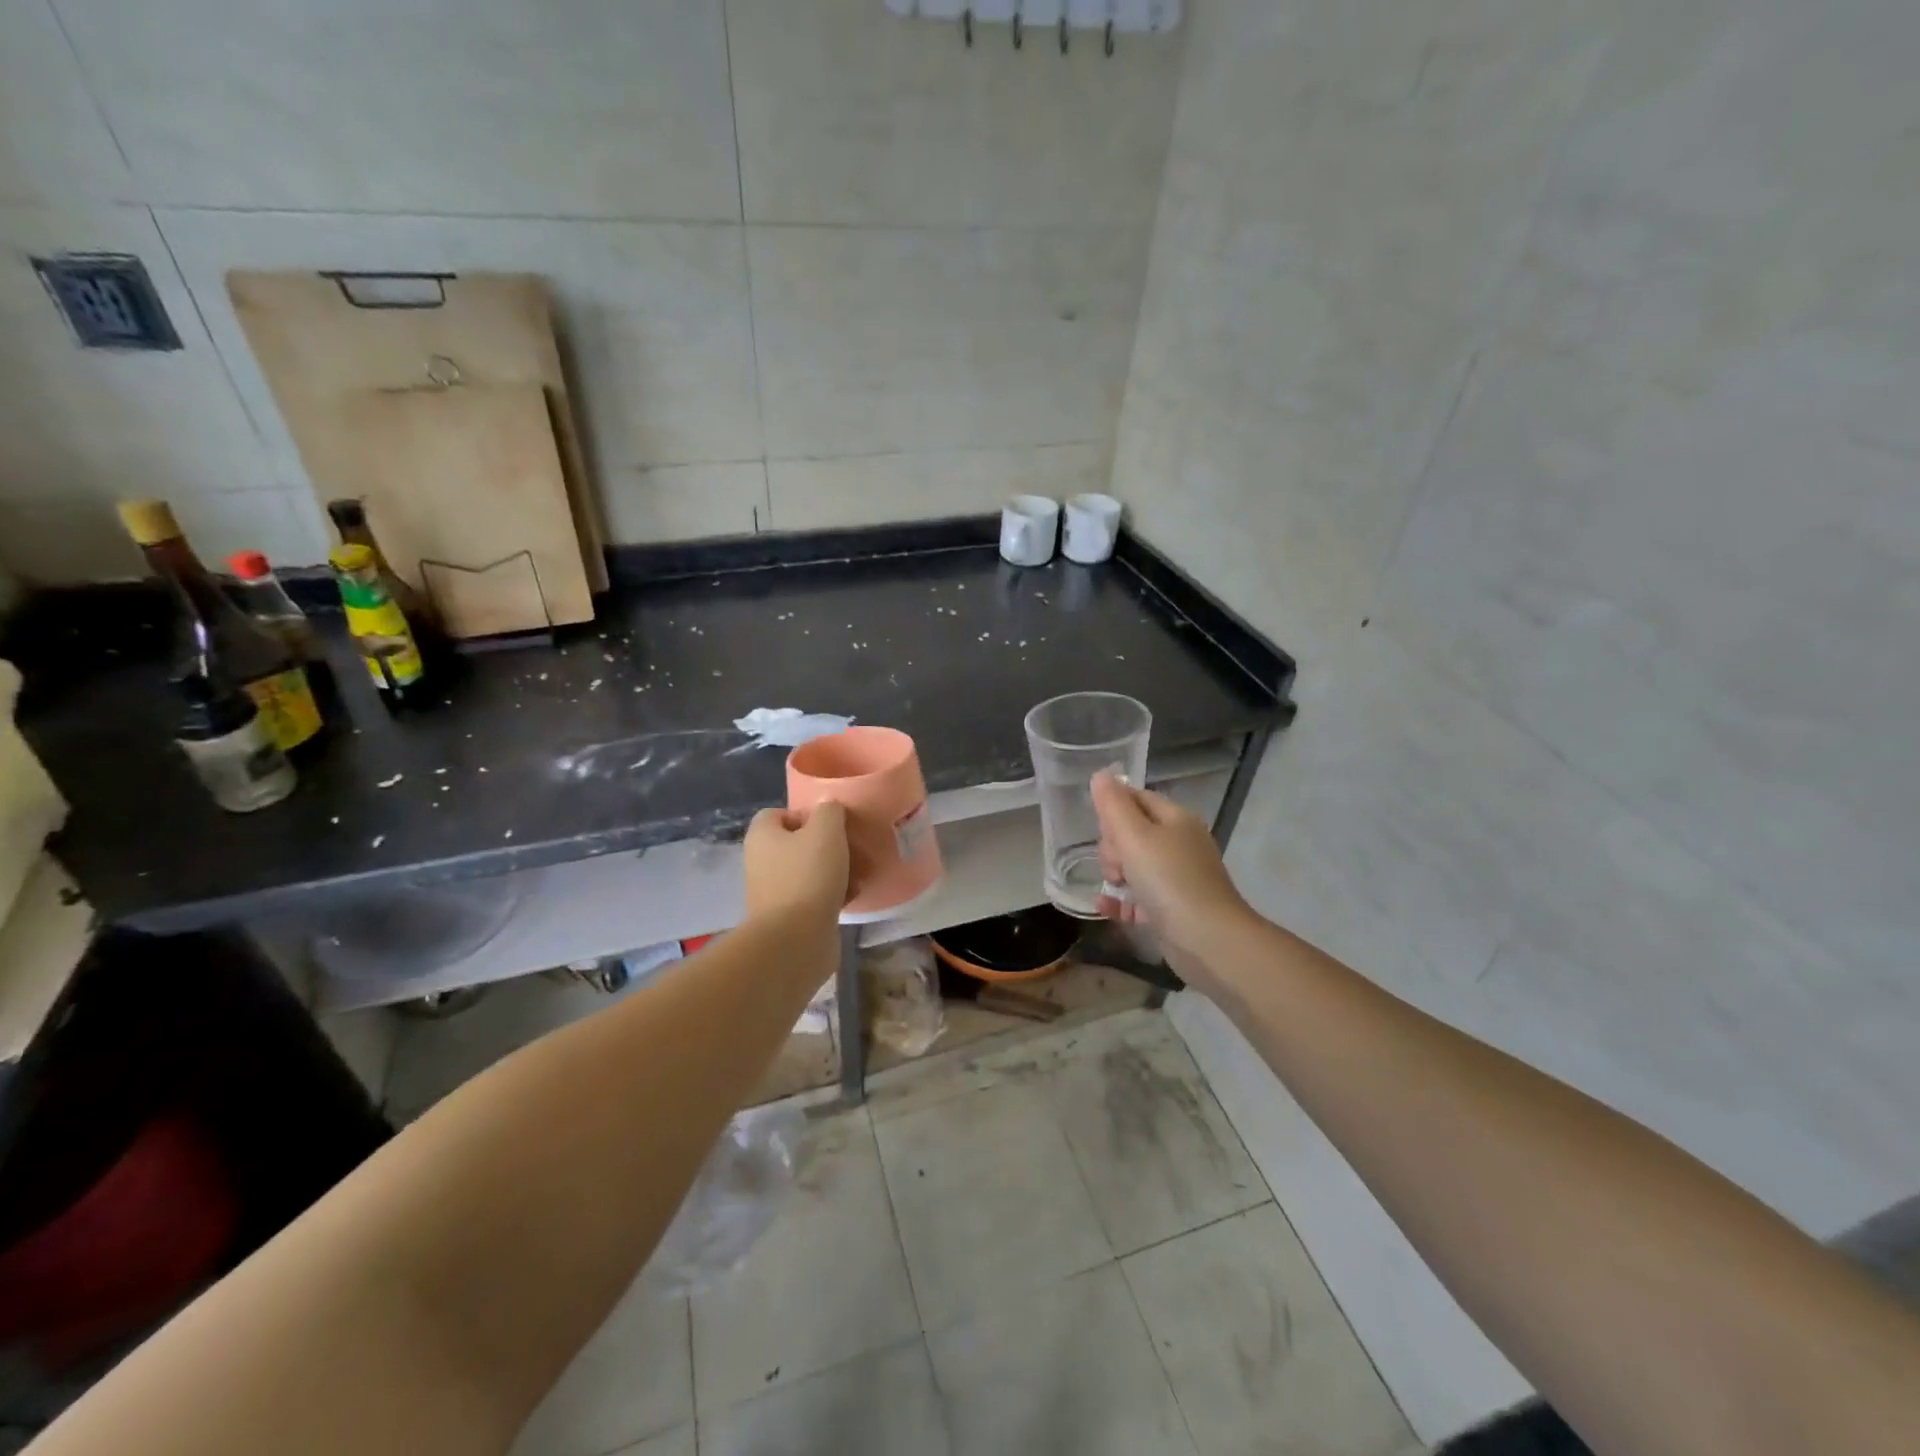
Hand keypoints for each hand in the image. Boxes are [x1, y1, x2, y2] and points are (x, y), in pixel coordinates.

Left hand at [744, 801, 849, 926]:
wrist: (795, 939)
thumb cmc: (808, 876)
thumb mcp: (826, 831)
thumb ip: (829, 811)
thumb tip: (828, 806)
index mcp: (762, 836)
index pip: (778, 813)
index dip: (806, 814)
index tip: (832, 823)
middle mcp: (762, 861)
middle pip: (798, 843)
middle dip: (828, 845)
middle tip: (853, 848)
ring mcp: (774, 891)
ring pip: (810, 870)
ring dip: (836, 870)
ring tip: (860, 874)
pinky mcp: (789, 916)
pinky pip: (814, 896)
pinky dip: (833, 894)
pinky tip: (853, 896)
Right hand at [1092, 771, 1251, 974]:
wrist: (1208, 940)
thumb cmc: (1169, 880)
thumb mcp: (1134, 836)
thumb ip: (1113, 805)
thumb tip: (1100, 774)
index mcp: (1175, 819)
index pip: (1137, 799)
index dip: (1113, 810)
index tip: (1102, 830)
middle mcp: (1179, 843)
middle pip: (1132, 832)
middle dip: (1113, 847)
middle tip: (1116, 865)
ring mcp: (1178, 877)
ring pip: (1134, 865)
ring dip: (1115, 874)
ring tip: (1114, 886)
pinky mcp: (1172, 908)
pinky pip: (1138, 897)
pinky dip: (1121, 900)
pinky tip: (1103, 905)